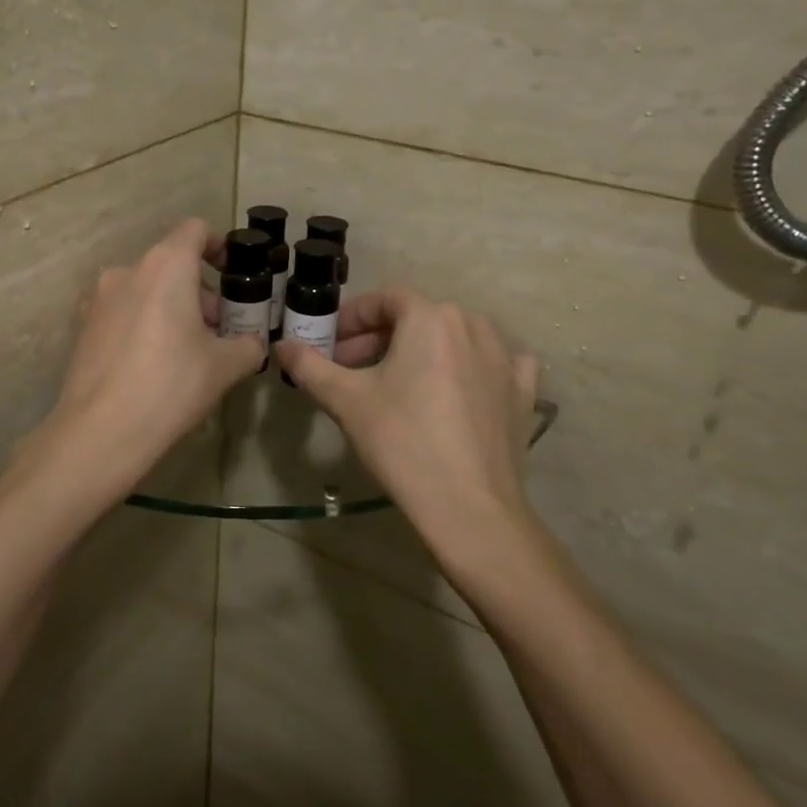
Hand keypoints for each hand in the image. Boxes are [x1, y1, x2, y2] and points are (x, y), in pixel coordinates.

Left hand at [41, 218, 265, 490]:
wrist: (100, 432)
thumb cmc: (171, 386)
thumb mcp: (225, 366)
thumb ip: (248, 345)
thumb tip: (253, 344)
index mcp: (166, 266)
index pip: (195, 230)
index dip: (219, 246)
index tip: (233, 274)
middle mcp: (128, 270)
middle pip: (172, 264)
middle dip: (200, 290)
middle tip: (219, 329)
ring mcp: (99, 298)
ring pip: (146, 289)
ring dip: (172, 308)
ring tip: (189, 351)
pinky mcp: (84, 326)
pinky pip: (124, 312)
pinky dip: (145, 323)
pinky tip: (155, 365)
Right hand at [276, 288, 543, 563]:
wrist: (469, 507)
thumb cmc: (402, 442)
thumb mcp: (345, 401)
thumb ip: (310, 366)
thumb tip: (282, 345)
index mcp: (430, 318)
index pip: (385, 299)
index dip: (352, 317)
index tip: (331, 342)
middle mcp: (472, 325)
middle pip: (418, 317)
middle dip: (380, 337)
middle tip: (351, 368)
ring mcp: (505, 358)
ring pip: (454, 337)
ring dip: (421, 350)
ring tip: (397, 381)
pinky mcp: (523, 391)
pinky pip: (496, 363)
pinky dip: (471, 366)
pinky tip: (458, 386)